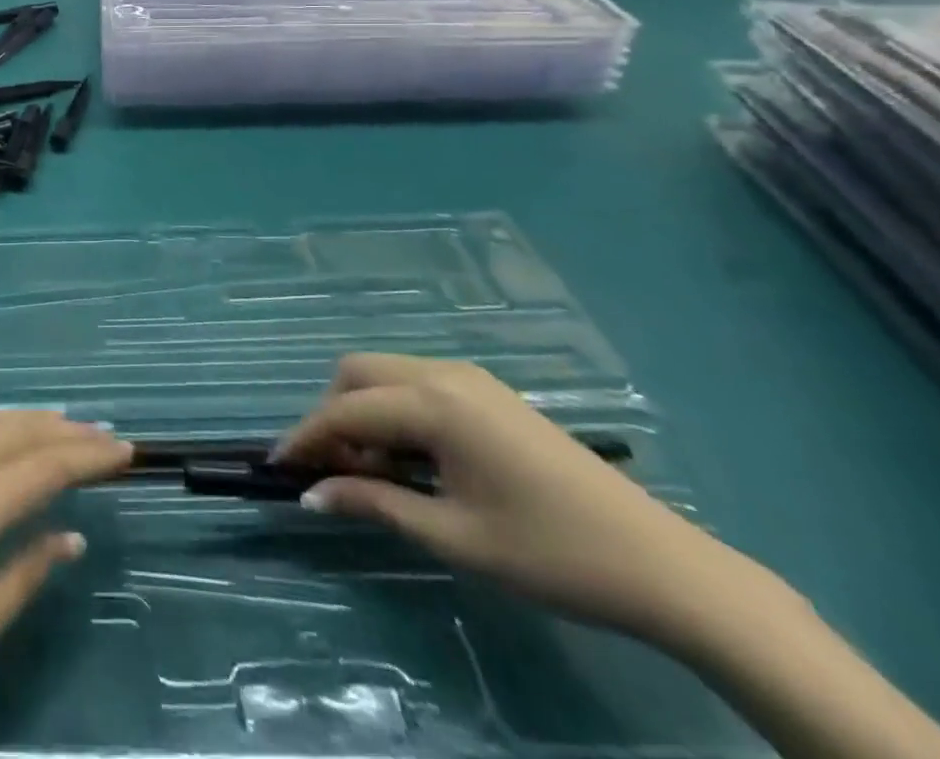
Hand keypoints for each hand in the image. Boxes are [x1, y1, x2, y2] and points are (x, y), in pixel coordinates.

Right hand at [278, 354, 736, 641]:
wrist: (662, 564)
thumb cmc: (551, 555)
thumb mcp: (454, 538)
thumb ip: (375, 504)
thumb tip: (311, 494)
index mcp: (434, 403)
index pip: (346, 411)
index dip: (306, 437)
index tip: (277, 467)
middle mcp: (443, 374)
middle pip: (357, 373)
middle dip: (332, 415)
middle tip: (333, 472)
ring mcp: (470, 378)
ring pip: (385, 374)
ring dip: (363, 412)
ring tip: (373, 473)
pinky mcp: (488, 392)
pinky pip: (416, 385)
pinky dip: (394, 411)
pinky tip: (412, 459)